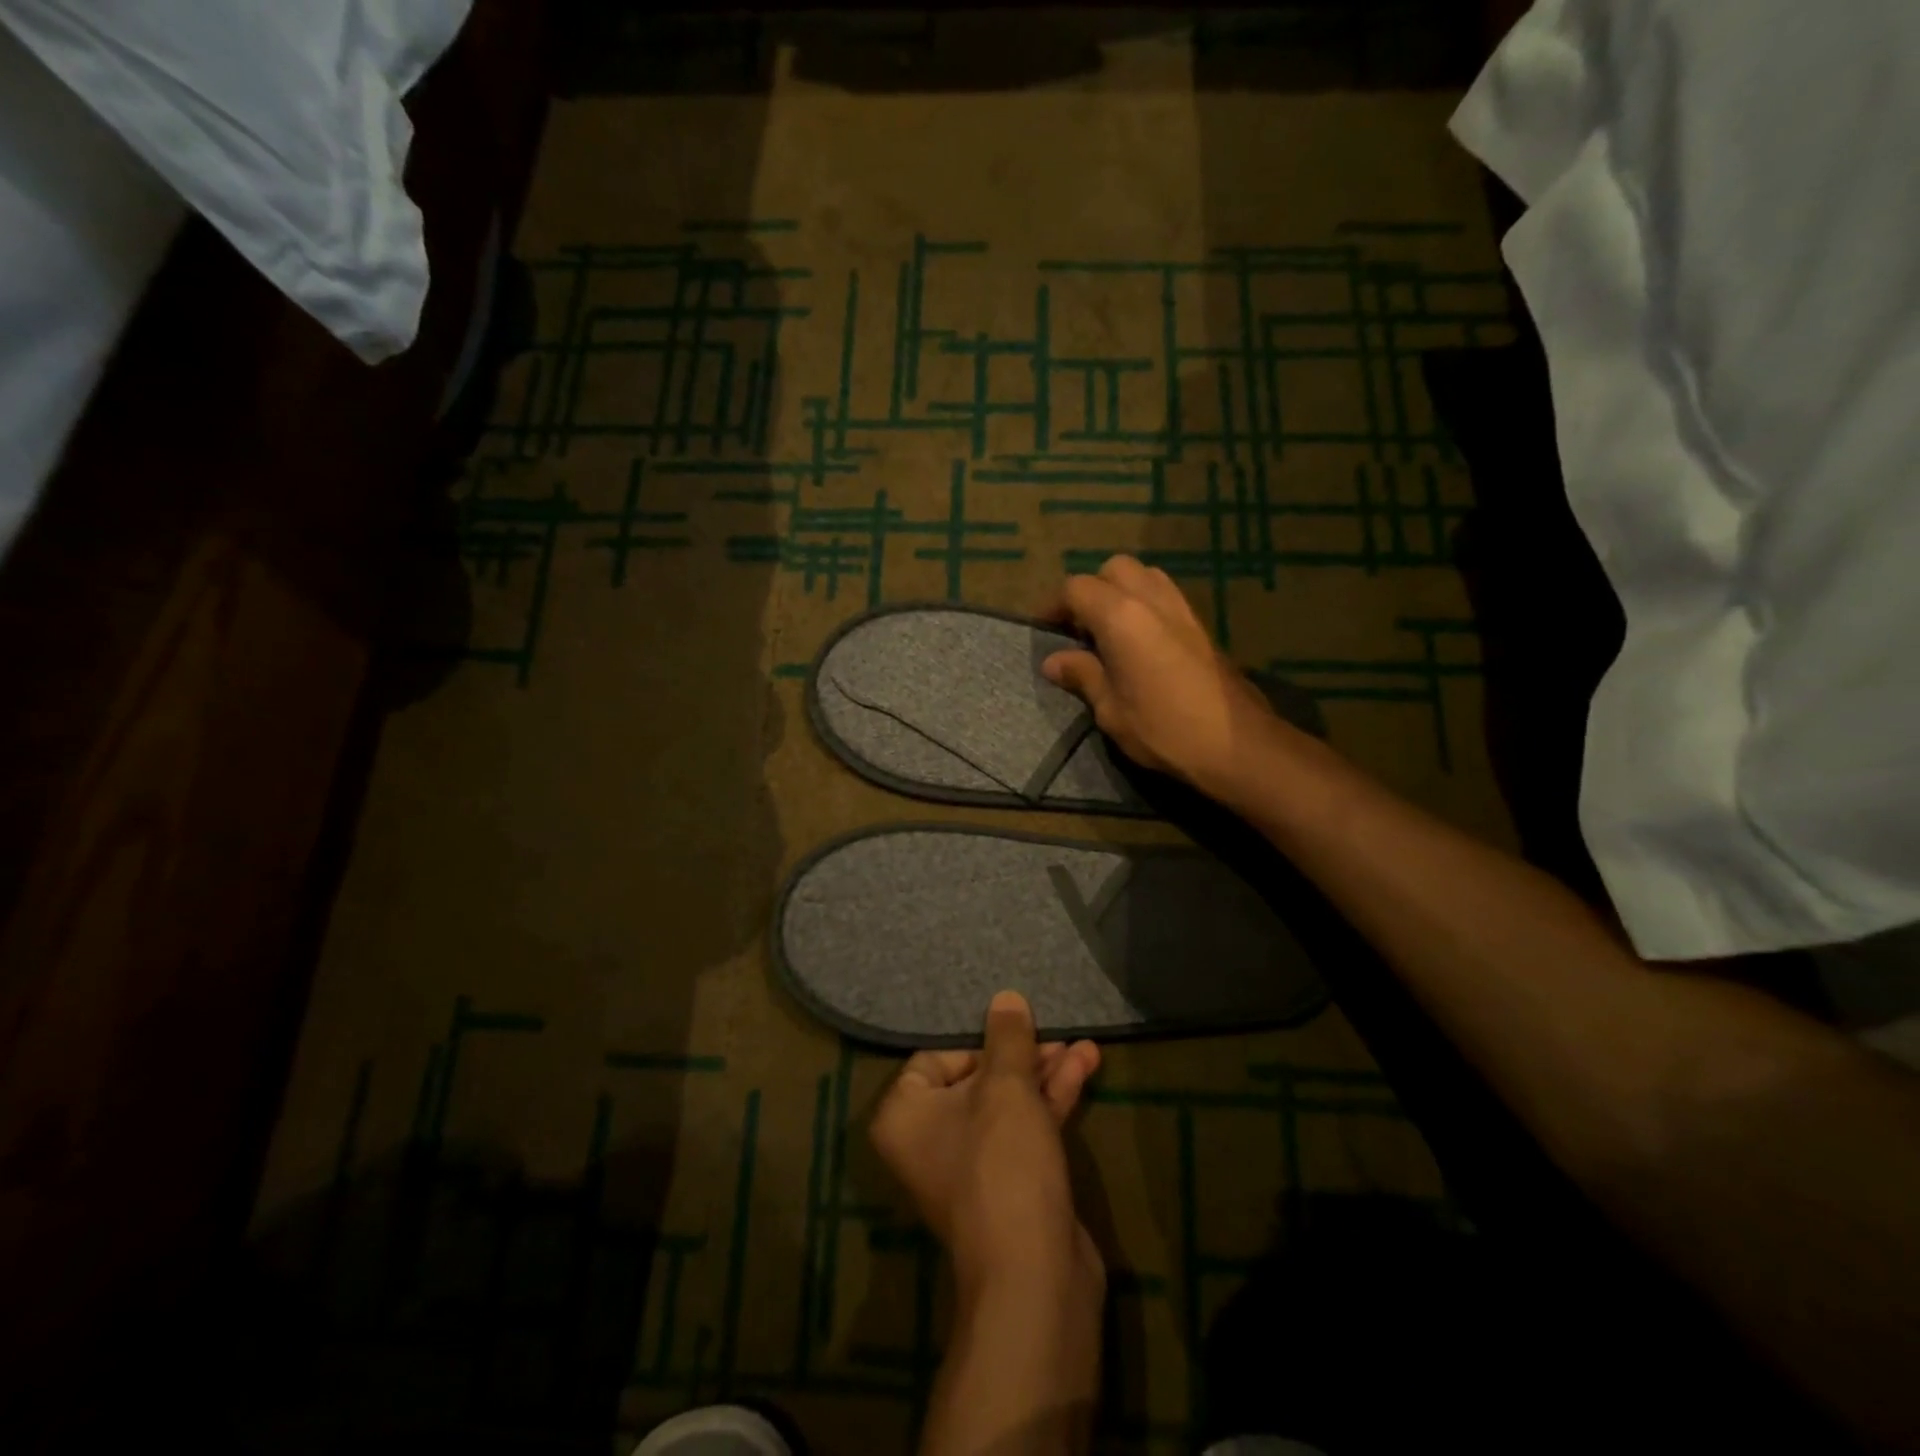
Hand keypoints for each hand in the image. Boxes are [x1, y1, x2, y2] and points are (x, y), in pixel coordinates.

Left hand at [869, 991, 1103, 1301]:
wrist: (1034, 1275)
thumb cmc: (1002, 1163)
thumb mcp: (1006, 1088)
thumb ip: (1007, 1038)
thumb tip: (1005, 998)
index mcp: (905, 1115)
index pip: (934, 1058)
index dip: (977, 1042)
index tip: (1013, 1032)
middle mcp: (929, 1139)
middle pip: (977, 1078)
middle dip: (1022, 1055)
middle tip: (1056, 1033)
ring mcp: (972, 1165)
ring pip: (1008, 1104)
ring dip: (1045, 1074)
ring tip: (1086, 1045)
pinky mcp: (1010, 1184)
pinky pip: (1027, 1128)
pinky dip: (1052, 1101)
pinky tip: (1085, 1068)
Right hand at [1041, 555, 1274, 791]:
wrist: (1236, 743)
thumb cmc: (1163, 730)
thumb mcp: (1111, 710)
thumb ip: (1083, 676)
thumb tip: (1054, 661)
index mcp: (1121, 616)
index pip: (1077, 589)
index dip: (1055, 605)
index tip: (1044, 629)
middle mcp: (1151, 599)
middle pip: (1113, 569)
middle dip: (1091, 590)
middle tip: (1079, 628)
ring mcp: (1182, 608)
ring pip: (1144, 576)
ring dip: (1121, 592)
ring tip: (1109, 631)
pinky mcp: (1201, 624)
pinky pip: (1164, 595)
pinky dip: (1144, 604)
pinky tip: (1139, 642)